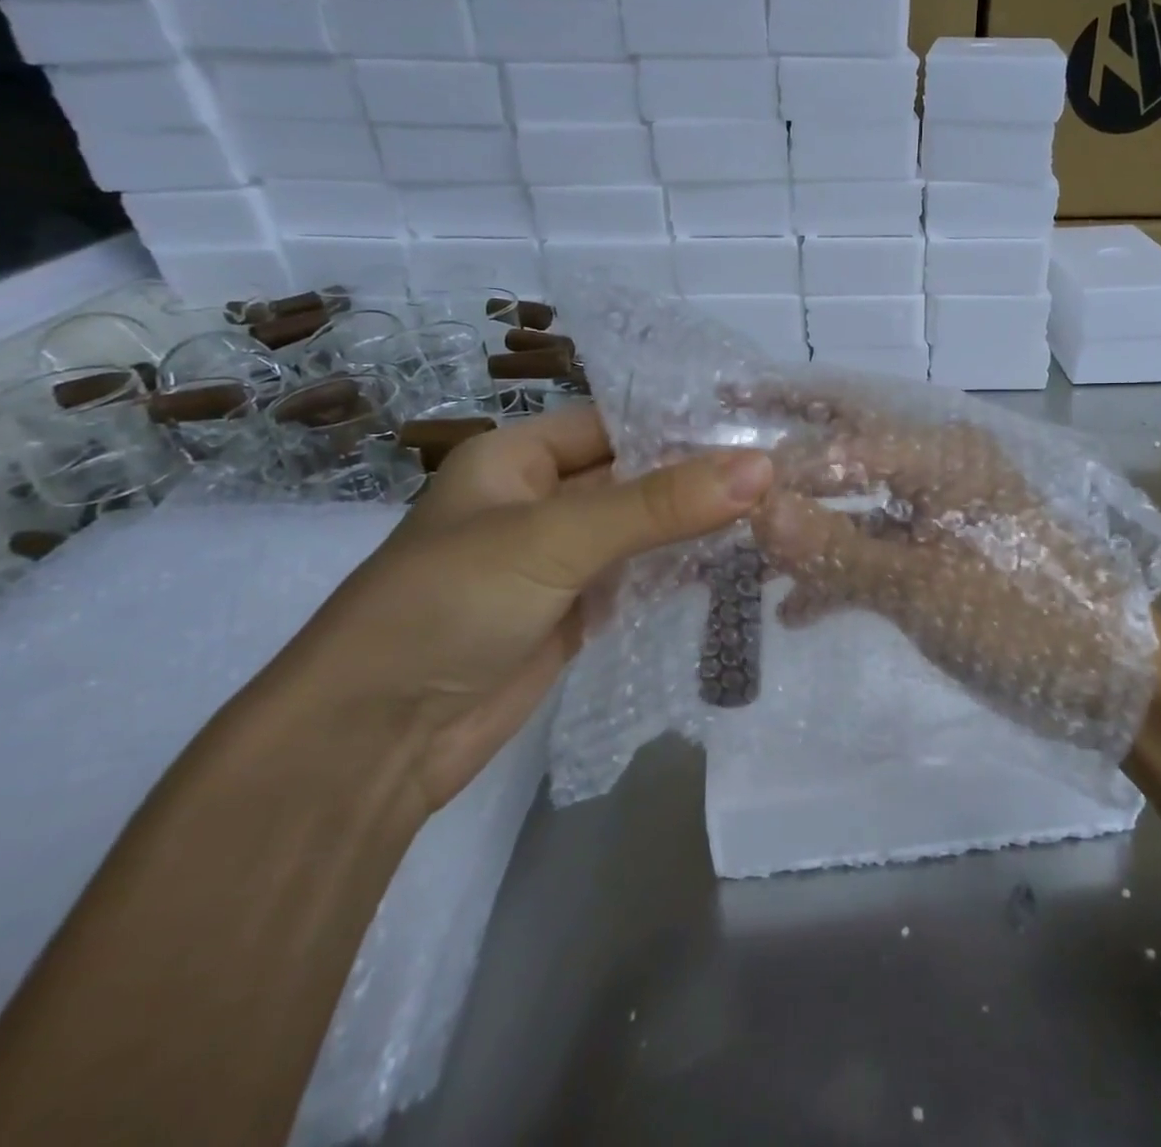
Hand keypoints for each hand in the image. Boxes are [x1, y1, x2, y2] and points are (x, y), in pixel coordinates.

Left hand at [273, 405, 772, 810]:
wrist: (374, 741)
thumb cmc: (450, 605)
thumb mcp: (556, 538)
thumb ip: (660, 503)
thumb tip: (761, 466)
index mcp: (519, 457)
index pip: (617, 419)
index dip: (684, 419)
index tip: (760, 424)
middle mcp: (542, 499)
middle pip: (636, 475)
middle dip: (702, 476)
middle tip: (786, 472)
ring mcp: (562, 560)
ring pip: (645, 529)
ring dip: (699, 526)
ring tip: (780, 513)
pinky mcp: (578, 612)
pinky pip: (642, 577)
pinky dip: (684, 571)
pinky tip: (741, 565)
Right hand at [746, 385, 1155, 752]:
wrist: (1105, 676)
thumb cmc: (1018, 617)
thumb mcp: (919, 587)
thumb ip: (833, 547)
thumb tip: (753, 507)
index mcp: (941, 458)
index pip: (841, 443)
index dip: (777, 459)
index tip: (713, 468)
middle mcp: (938, 470)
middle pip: (847, 448)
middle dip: (788, 451)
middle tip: (724, 440)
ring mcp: (939, 515)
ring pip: (856, 508)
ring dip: (805, 531)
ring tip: (739, 556)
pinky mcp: (941, 557)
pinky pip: (878, 551)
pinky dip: (839, 574)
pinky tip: (795, 611)